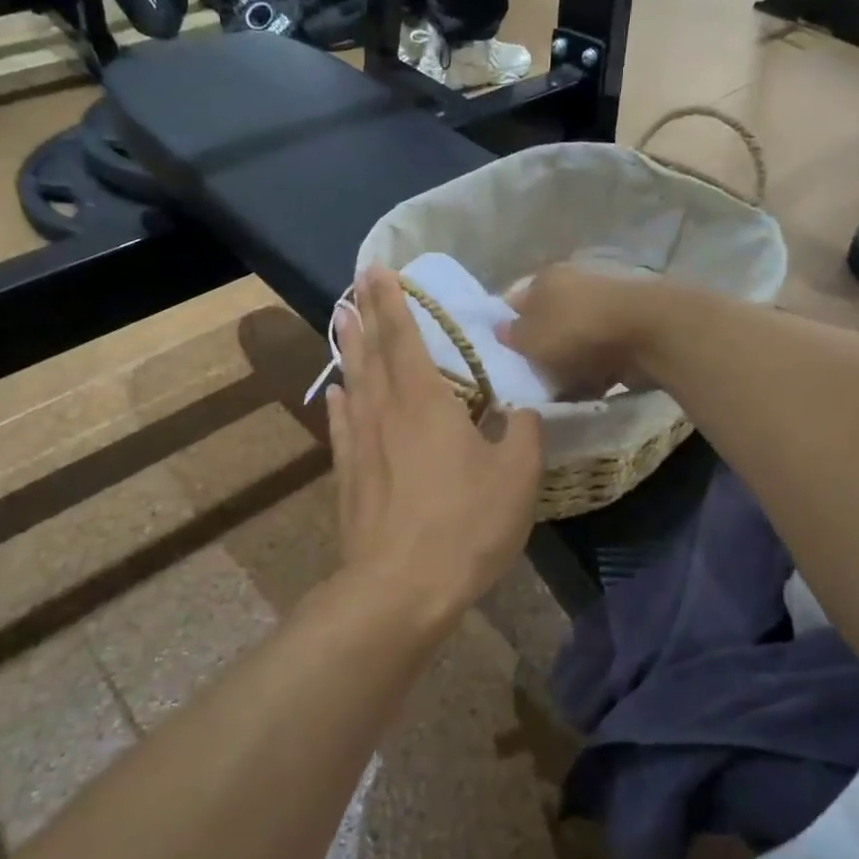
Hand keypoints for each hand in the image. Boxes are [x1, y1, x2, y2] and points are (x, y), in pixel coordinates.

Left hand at [326, 269, 542, 624]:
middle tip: (355, 285)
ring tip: (342, 323)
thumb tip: (521, 413)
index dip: (393, 301)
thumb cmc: (466, 524)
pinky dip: (339, 404)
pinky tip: (334, 394)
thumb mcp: (517, 478)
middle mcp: (386, 411)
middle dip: (366, 314)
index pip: (405, 336)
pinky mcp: (349, 476)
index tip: (378, 270)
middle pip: (372, 353)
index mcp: (426, 401)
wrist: (402, 587)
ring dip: (348, 350)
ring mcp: (361, 444)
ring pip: (353, 384)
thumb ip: (524, 435)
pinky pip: (342, 427)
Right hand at [496, 265, 662, 397]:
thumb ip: (511, 335)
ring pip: (573, 340)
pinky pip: (601, 354)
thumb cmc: (577, 331)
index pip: (513, 301)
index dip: (504, 328)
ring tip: (560, 391)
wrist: (649, 334)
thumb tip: (500, 329)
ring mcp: (604, 306)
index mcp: (544, 278)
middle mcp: (573, 284)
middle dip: (539, 350)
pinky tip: (590, 389)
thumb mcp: (531, 338)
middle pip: (546, 322)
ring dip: (567, 364)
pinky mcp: (629, 329)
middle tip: (529, 379)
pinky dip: (595, 370)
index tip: (500, 357)